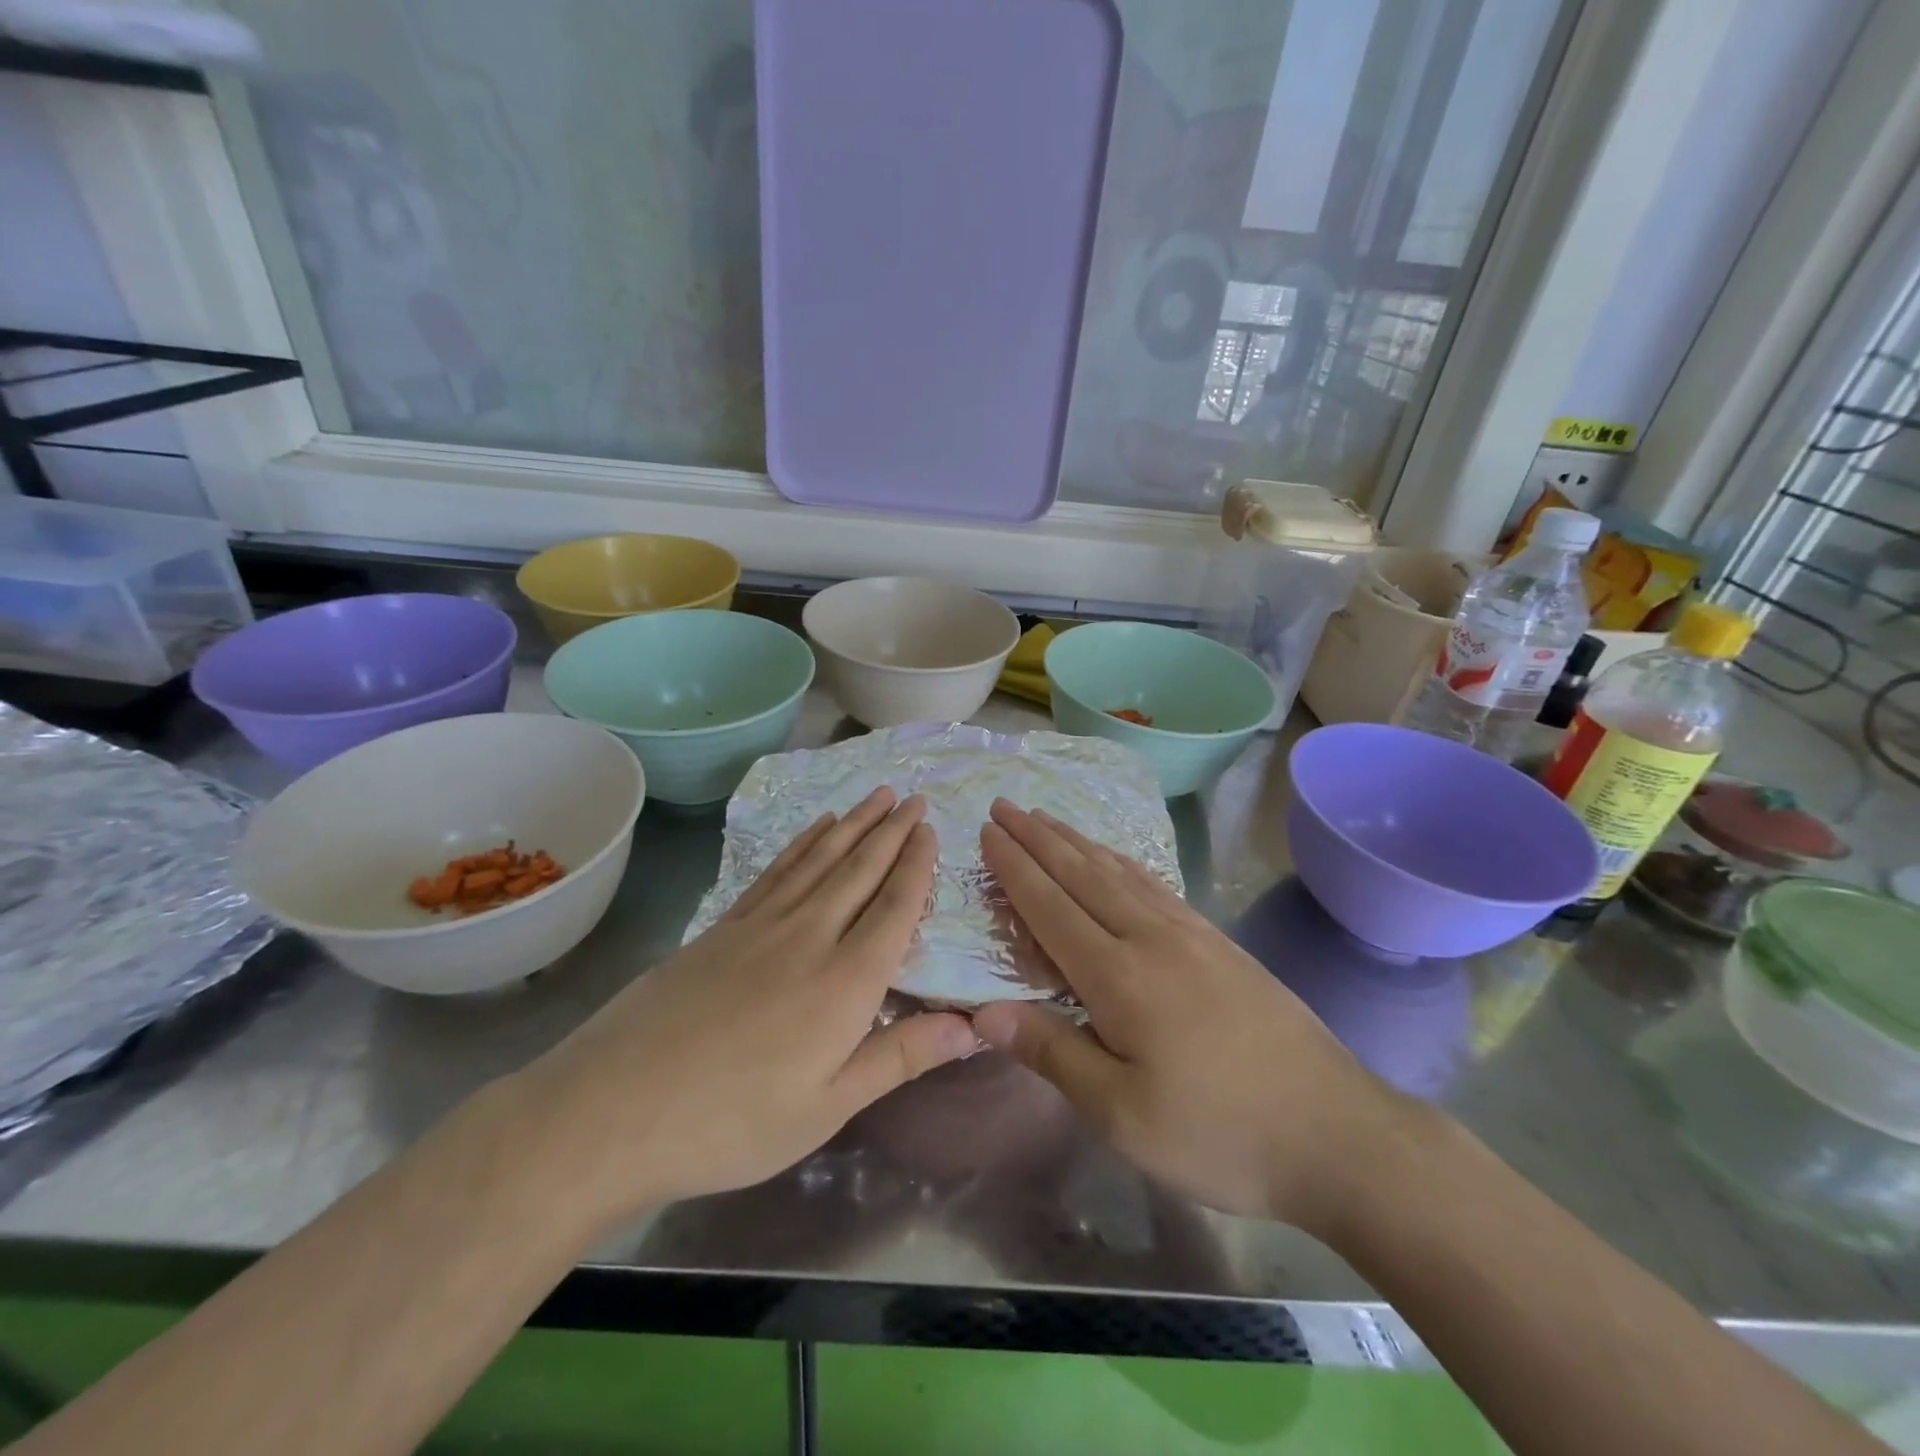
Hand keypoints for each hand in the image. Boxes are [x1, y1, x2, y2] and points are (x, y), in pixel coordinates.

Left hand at [506, 788, 977, 1231]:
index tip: (930, 828)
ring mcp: (762, 924)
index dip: (916, 864)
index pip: (895, 906)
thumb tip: (973, 1028)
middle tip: (913, 795)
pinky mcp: (723, 926)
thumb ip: (902, 1057)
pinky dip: (802, 843)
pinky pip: (776, 870)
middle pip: (860, 869)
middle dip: (891, 830)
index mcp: (847, 980)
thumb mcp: (829, 1107)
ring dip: (853, 823)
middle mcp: (811, 935)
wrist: (615, 1108)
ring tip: (876, 796)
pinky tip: (815, 827)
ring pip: (820, 859)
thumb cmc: (734, 1120)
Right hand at [972, 800, 1409, 1235]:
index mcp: (1118, 976)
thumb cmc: (1218, 1133)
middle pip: (1081, 874)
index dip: (1014, 867)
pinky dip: (1122, 861)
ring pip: (1119, 872)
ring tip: (1047, 818)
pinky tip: (1116, 859)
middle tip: (1005, 805)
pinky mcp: (1219, 942)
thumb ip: (1052, 1053)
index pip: (1050, 906)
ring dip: (1076, 841)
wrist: (1335, 1131)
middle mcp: (1150, 938)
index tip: (987, 831)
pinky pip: (1155, 885)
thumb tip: (983, 1011)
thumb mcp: (1122, 1115)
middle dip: (1037, 838)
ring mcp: (1190, 934)